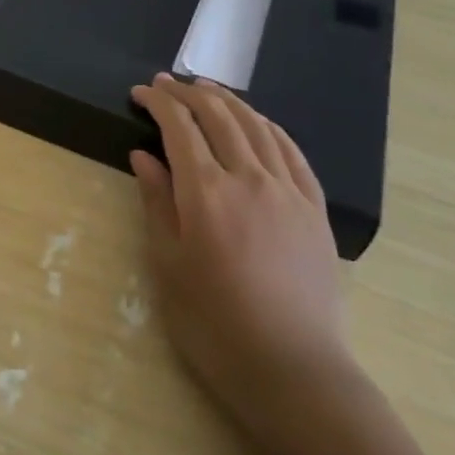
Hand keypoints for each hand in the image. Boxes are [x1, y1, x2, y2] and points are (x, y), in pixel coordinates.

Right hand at [131, 74, 361, 454]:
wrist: (294, 370)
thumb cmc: (215, 324)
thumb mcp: (169, 265)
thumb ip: (157, 203)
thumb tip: (143, 156)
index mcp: (207, 193)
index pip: (180, 127)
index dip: (158, 102)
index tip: (139, 92)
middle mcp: (250, 179)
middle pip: (219, 116)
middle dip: (188, 93)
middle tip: (166, 83)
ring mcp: (289, 191)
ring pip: (257, 125)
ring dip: (228, 100)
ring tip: (206, 89)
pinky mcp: (314, 209)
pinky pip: (291, 151)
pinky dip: (268, 126)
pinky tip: (257, 121)